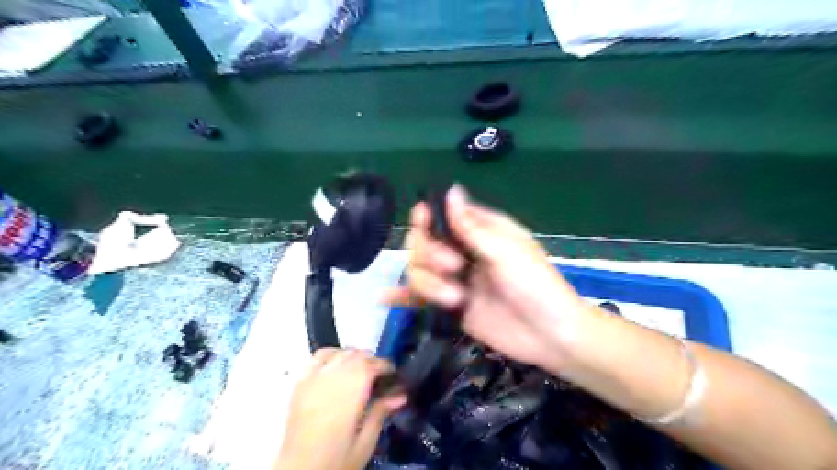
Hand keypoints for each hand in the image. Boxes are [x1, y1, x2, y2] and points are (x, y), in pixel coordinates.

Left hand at [275, 349, 405, 469]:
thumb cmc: (336, 461)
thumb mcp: (365, 442)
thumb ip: (381, 412)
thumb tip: (401, 394)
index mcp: (351, 391)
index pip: (373, 364)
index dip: (387, 366)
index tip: (394, 376)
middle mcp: (332, 377)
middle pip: (357, 355)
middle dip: (372, 362)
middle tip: (380, 379)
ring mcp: (313, 378)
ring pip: (340, 352)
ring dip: (353, 357)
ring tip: (359, 372)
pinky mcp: (300, 384)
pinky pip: (318, 357)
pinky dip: (331, 356)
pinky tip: (336, 367)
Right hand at [384, 185, 586, 372]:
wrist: (550, 335)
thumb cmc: (535, 284)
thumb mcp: (505, 251)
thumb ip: (471, 226)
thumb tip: (450, 190)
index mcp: (480, 232)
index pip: (443, 216)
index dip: (429, 218)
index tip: (424, 223)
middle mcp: (463, 252)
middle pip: (423, 243)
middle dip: (431, 254)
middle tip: (455, 268)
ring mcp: (454, 280)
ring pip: (418, 270)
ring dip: (429, 283)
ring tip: (454, 299)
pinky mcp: (449, 306)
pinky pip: (420, 298)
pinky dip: (403, 297)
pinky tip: (385, 299)